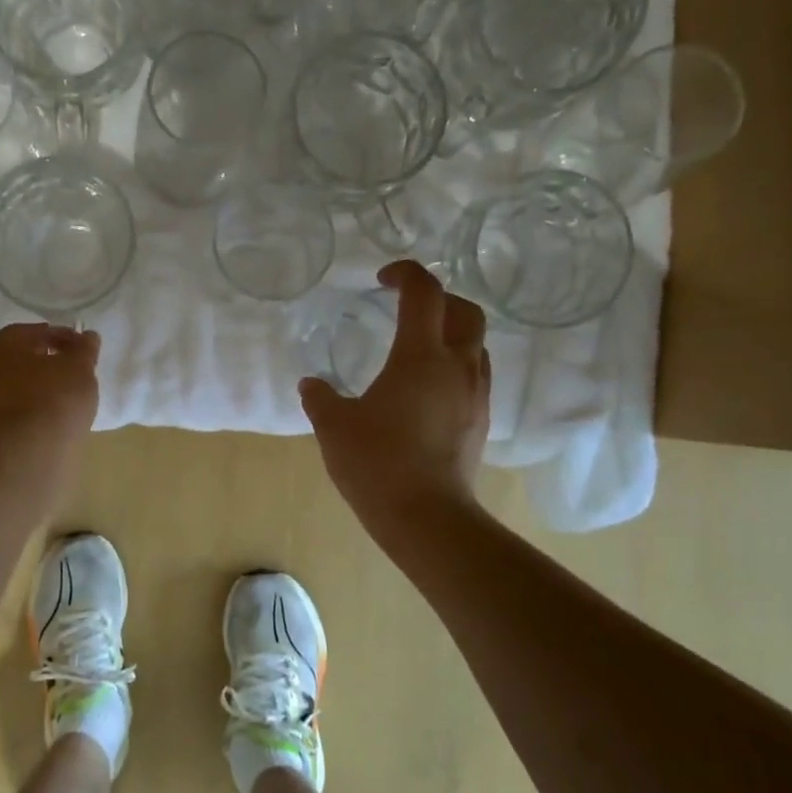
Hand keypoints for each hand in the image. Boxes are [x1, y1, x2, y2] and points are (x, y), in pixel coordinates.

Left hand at [0, 322, 100, 455]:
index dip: (58, 337)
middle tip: (66, 372)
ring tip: (56, 401)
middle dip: (40, 363)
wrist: (24, 455)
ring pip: (6, 388)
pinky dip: (21, 413)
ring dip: (28, 389)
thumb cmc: (53, 400)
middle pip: (14, 359)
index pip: (31, 332)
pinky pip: (4, 414)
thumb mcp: (80, 368)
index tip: (79, 349)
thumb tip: (87, 336)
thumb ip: (84, 349)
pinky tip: (40, 423)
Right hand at [299, 261, 488, 529]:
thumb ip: (321, 398)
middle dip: (439, 299)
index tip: (383, 279)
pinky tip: (428, 388)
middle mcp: (457, 367)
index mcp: (420, 356)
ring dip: (453, 332)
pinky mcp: (480, 421)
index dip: (405, 274)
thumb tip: (312, 384)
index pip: (424, 293)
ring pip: (477, 344)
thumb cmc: (376, 463)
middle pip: (466, 311)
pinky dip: (456, 364)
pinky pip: (475, 375)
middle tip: (409, 308)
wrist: (426, 517)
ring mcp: (474, 395)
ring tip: (420, 346)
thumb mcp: (334, 426)